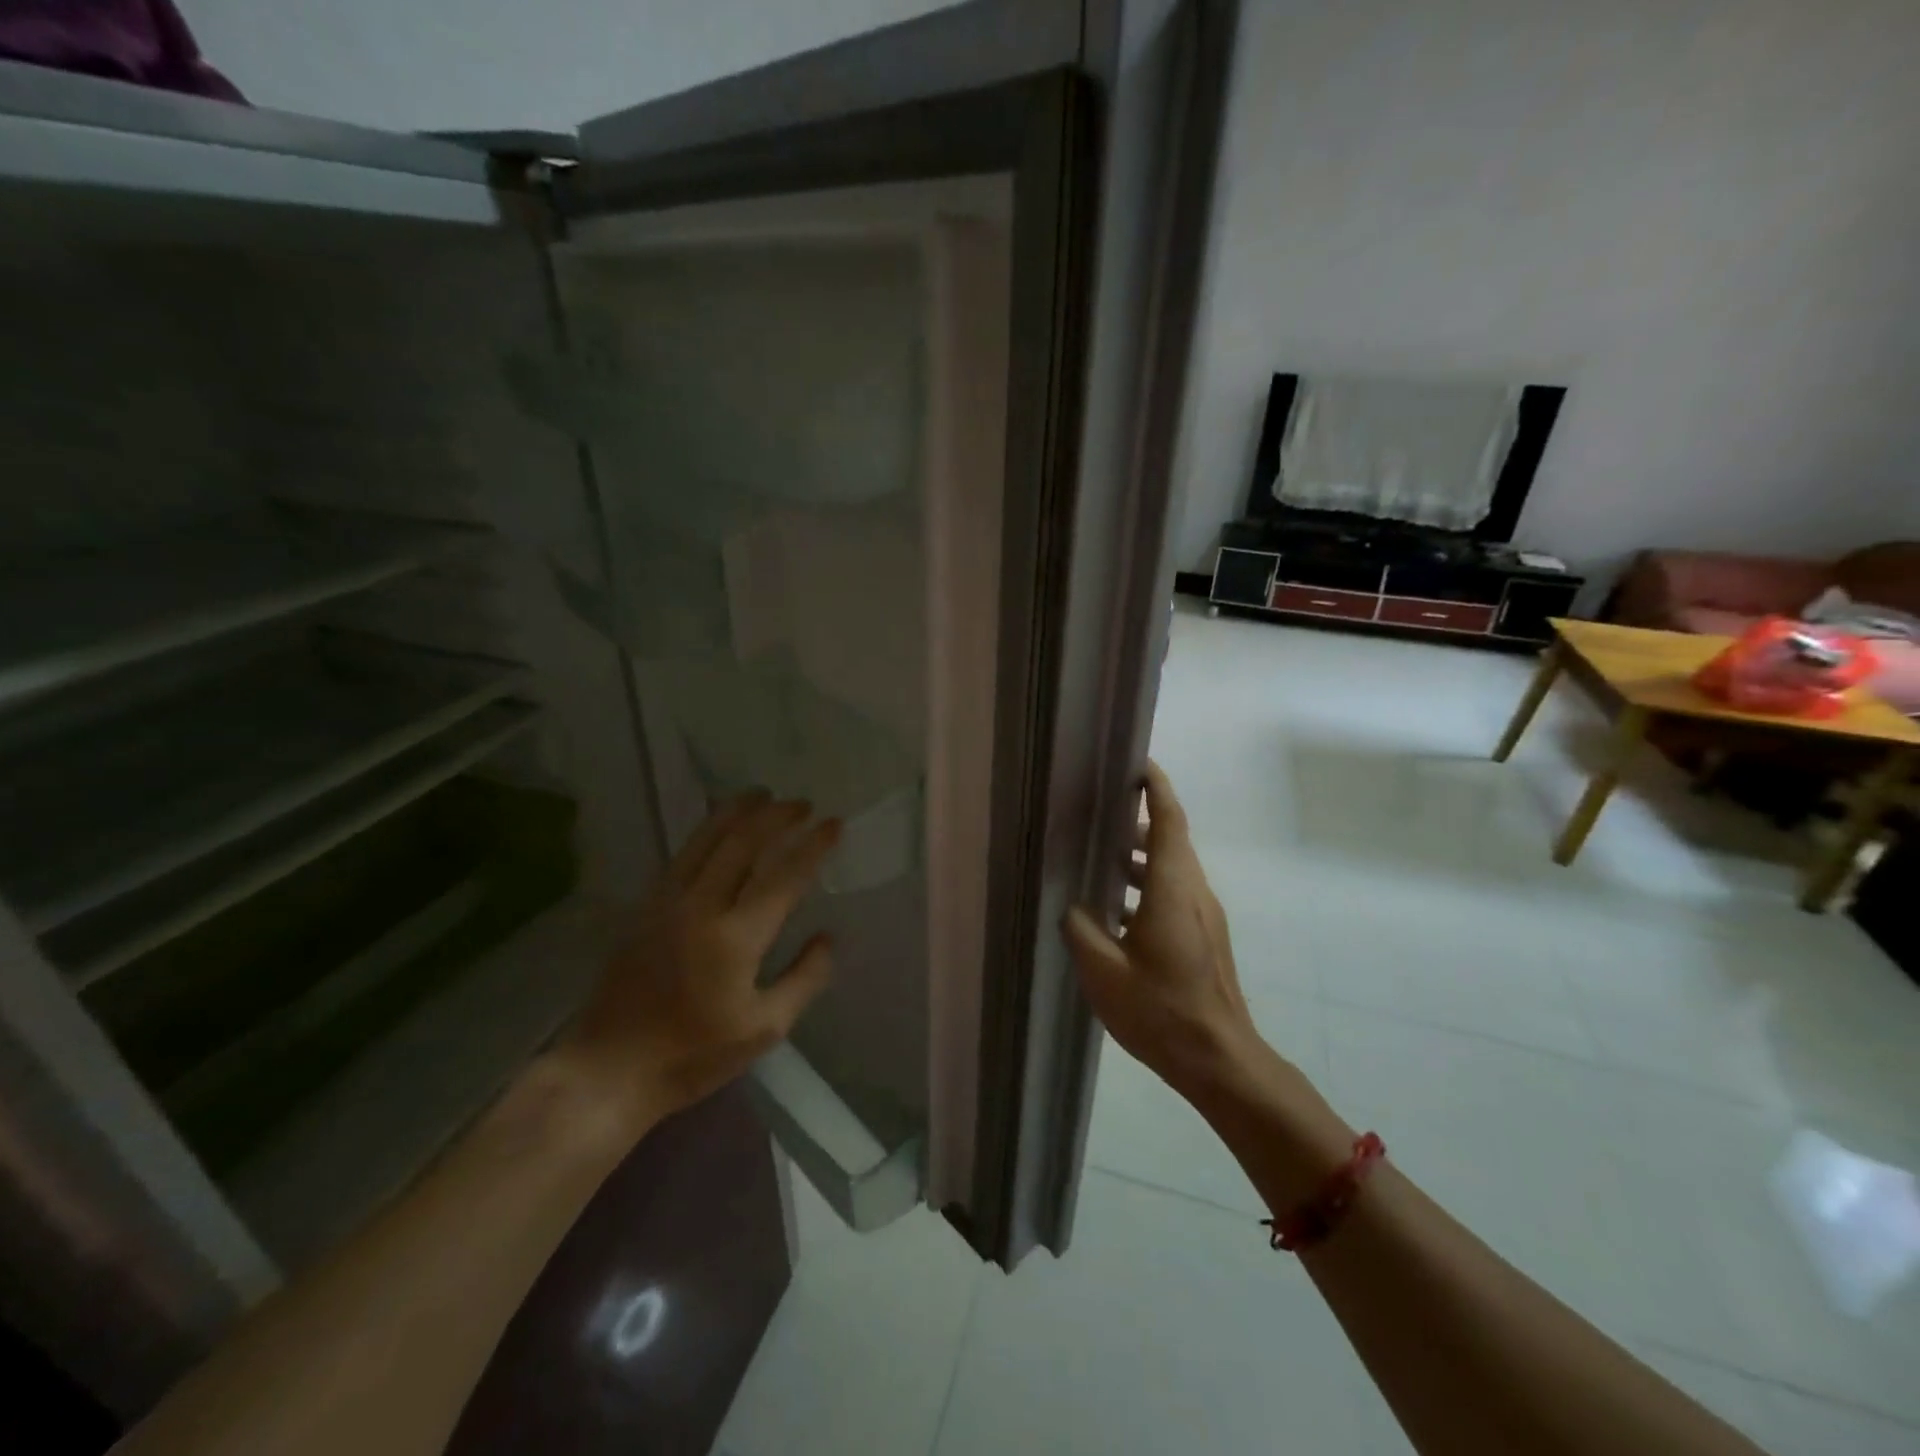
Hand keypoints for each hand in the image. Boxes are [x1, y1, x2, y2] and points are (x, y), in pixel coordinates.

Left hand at [567, 790, 840, 1121]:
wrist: (609, 1068)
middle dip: (777, 816)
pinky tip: (718, 825)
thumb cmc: (692, 1055)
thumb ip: (804, 979)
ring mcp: (667, 902)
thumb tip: (827, 937)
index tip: (834, 824)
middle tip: (802, 804)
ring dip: (738, 811)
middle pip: (743, 842)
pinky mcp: (645, 907)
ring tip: (762, 795)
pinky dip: (706, 831)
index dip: (813, 846)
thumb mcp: (764, 1029)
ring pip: (706, 839)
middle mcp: (701, 907)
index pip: (784, 876)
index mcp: (736, 938)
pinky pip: (682, 854)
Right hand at [1063, 762, 1260, 1099]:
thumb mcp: (1103, 972)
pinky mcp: (1205, 938)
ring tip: (1102, 856)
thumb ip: (1080, 929)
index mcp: (1172, 890)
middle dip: (1140, 819)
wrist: (1220, 1059)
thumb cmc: (1161, 1011)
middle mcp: (1194, 893)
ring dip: (1141, 855)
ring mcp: (1204, 916)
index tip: (1139, 764)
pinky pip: (1176, 892)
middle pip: (1171, 840)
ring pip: (1173, 868)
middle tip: (1102, 810)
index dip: (1157, 788)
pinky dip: (1148, 884)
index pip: (1168, 822)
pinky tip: (1117, 910)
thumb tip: (1074, 907)